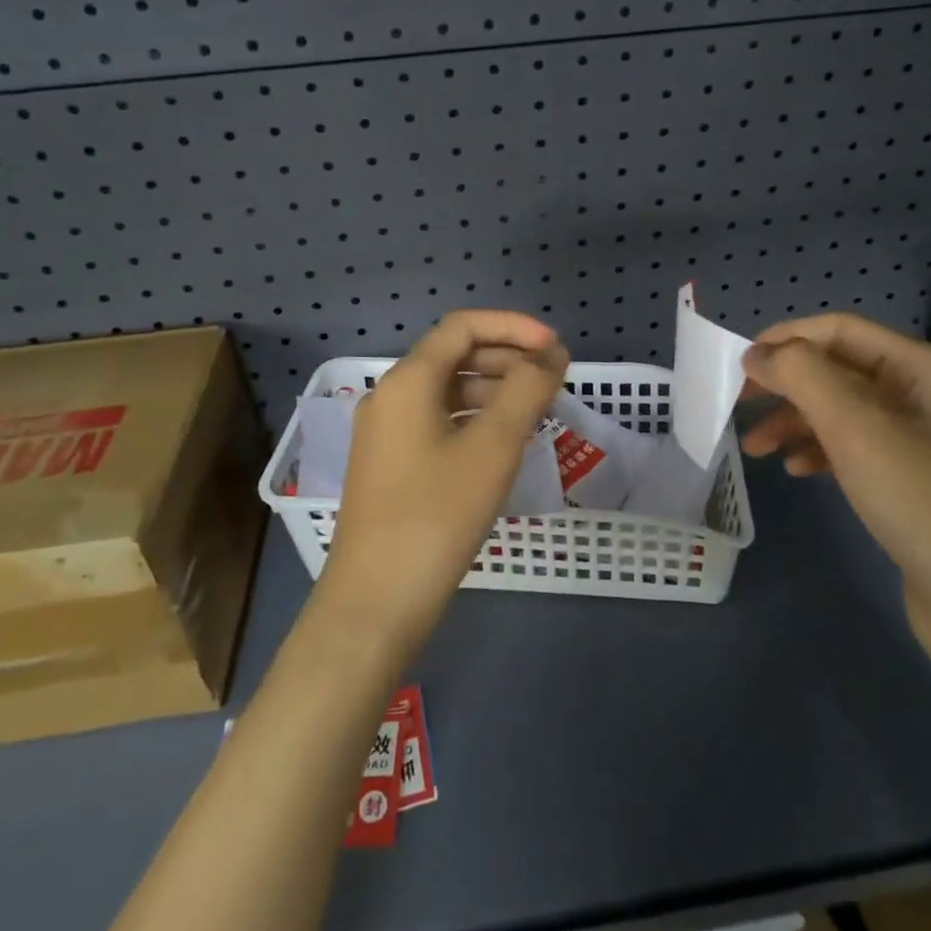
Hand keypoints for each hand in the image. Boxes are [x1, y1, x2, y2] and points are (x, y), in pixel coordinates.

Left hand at [317, 310, 569, 656]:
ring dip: (493, 388)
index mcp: (408, 380)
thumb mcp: (492, 448)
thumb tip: (552, 353)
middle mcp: (390, 395)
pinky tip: (503, 440)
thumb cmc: (436, 517)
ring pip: (447, 390)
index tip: (556, 348)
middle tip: (553, 378)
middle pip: (454, 354)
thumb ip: (527, 390)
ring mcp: (386, 431)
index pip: (463, 327)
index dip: (514, 327)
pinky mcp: (390, 463)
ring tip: (537, 408)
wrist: (374, 603)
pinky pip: (438, 420)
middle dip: (507, 356)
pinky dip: (474, 417)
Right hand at [739, 313, 930, 682]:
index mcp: (927, 369)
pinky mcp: (917, 484)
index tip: (740, 365)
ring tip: (756, 448)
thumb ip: (802, 376)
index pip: (841, 330)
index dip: (787, 339)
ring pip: (844, 412)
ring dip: (796, 421)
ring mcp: (926, 442)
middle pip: (840, 370)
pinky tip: (798, 471)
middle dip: (787, 384)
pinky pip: (857, 449)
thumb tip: (759, 353)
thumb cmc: (927, 506)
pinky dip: (821, 451)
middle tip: (739, 405)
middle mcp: (929, 396)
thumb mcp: (857, 429)